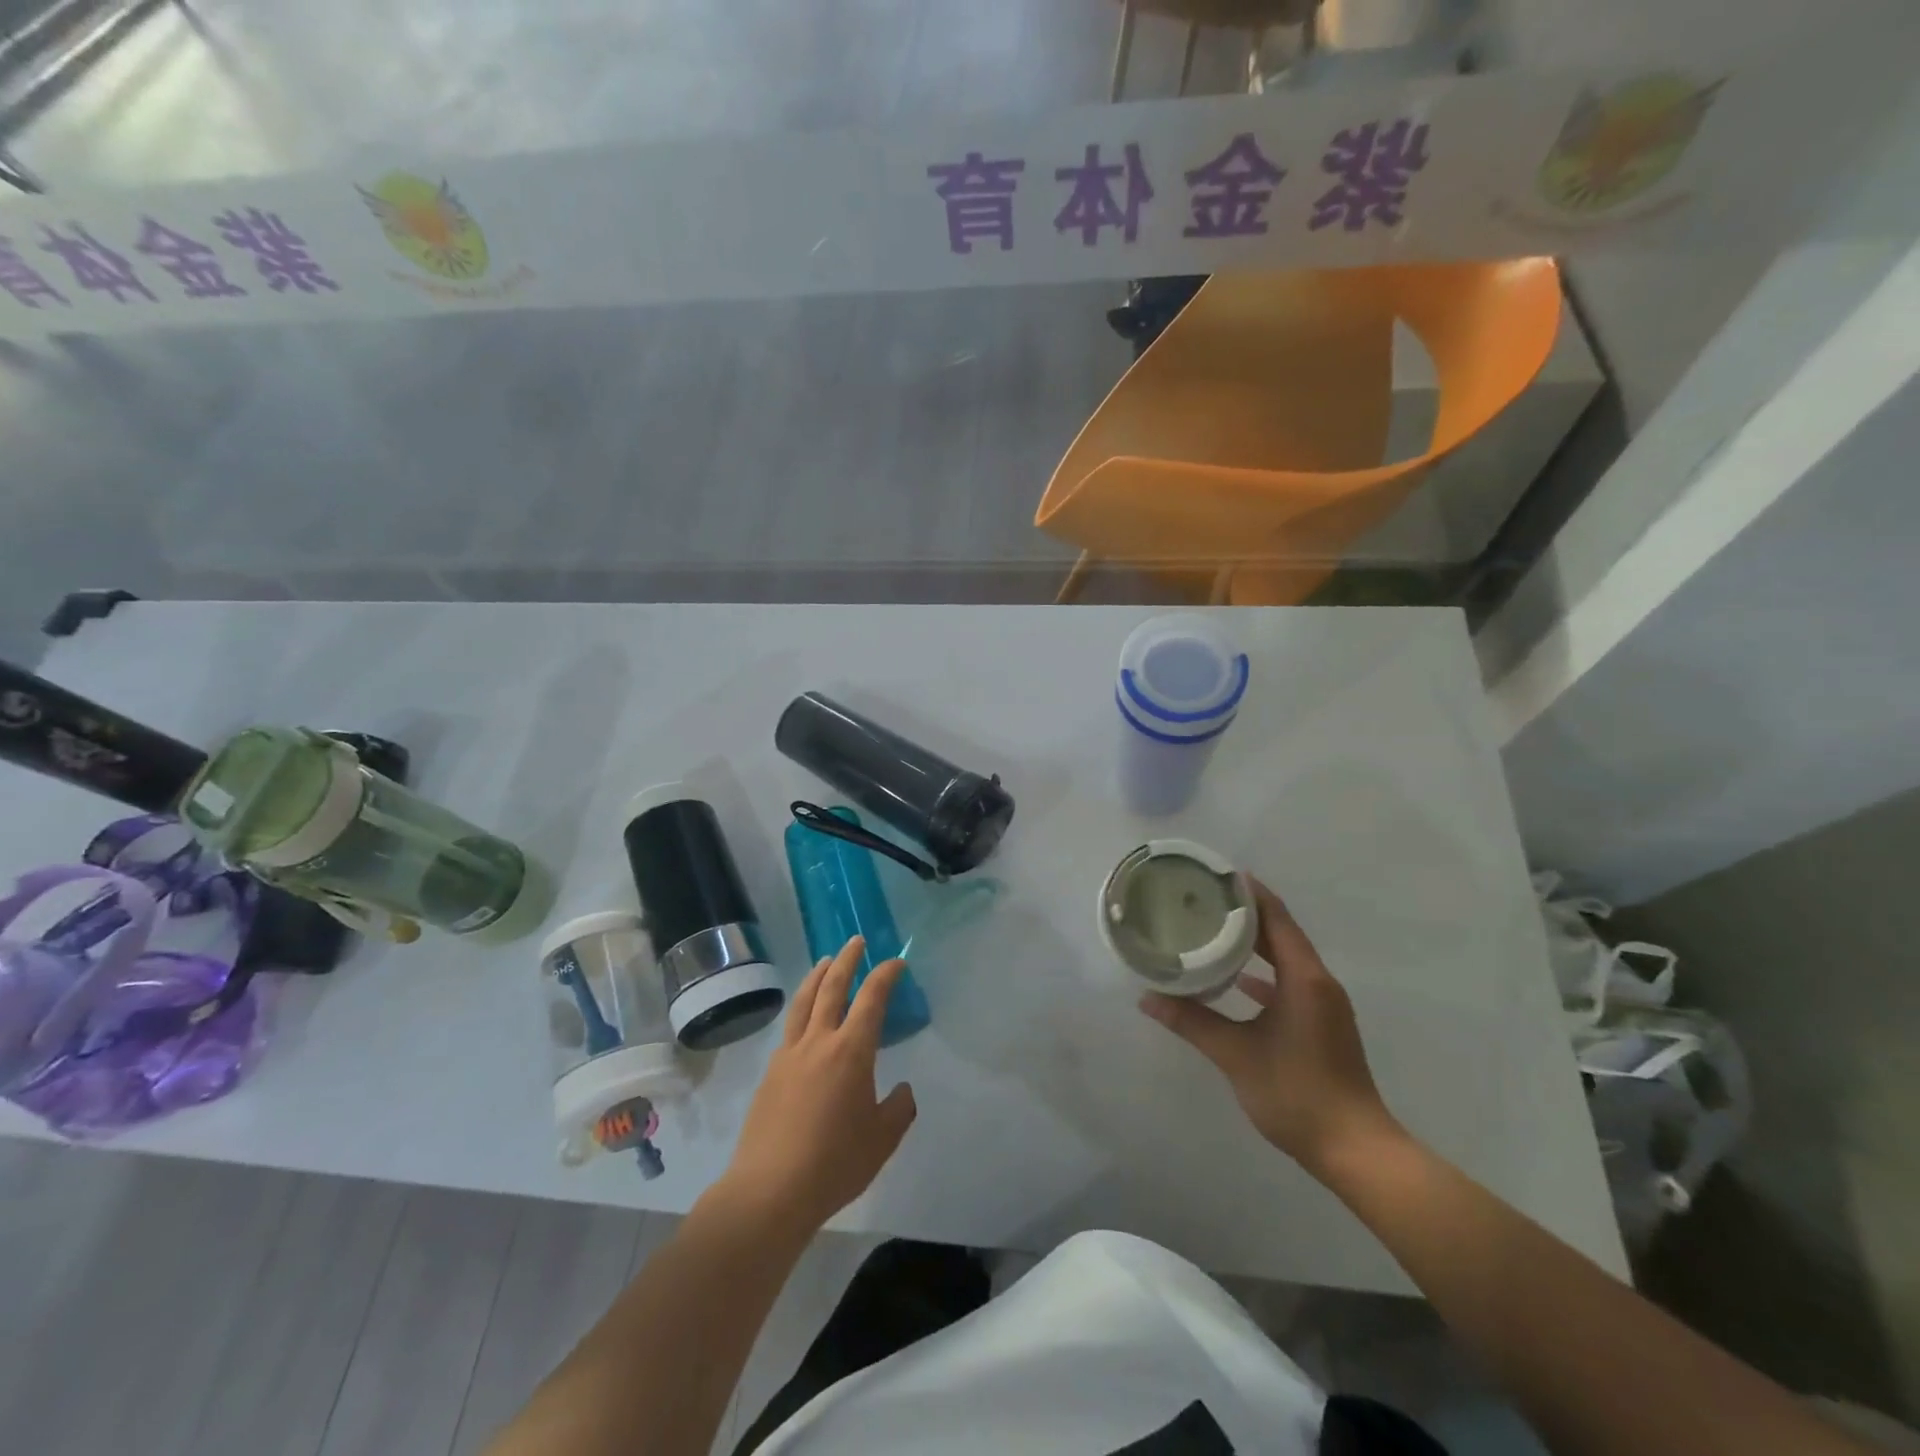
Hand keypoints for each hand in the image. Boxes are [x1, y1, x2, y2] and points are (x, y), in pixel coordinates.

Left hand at [718, 937, 917, 1234]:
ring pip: (804, 1001)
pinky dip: (801, 1008)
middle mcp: (819, 1042)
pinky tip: (804, 1016)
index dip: (885, 975)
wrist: (770, 1190)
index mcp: (851, 1051)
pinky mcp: (770, 1073)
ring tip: (826, 961)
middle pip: (833, 987)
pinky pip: (790, 1027)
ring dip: (818, 975)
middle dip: (848, 960)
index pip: (871, 998)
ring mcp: (790, 1055)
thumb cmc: (834, 1163)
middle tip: (857, 940)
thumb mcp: (882, 1139)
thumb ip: (898, 1108)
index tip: (896, 962)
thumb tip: (901, 1089)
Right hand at [1139, 879, 1399, 1177]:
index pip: (1277, 918)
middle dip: (1247, 913)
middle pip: (1282, 933)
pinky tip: (1238, 980)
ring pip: (1286, 958)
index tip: (1218, 873)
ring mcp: (1323, 1004)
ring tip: (1215, 928)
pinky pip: (1290, 982)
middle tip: (1205, 897)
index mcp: (1304, 978)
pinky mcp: (1321, 1024)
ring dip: (1255, 942)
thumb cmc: (1297, 1093)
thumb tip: (1147, 999)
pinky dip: (1265, 973)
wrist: (1355, 1150)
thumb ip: (1192, 1021)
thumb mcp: (1236, 1055)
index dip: (1250, 893)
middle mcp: (1318, 982)